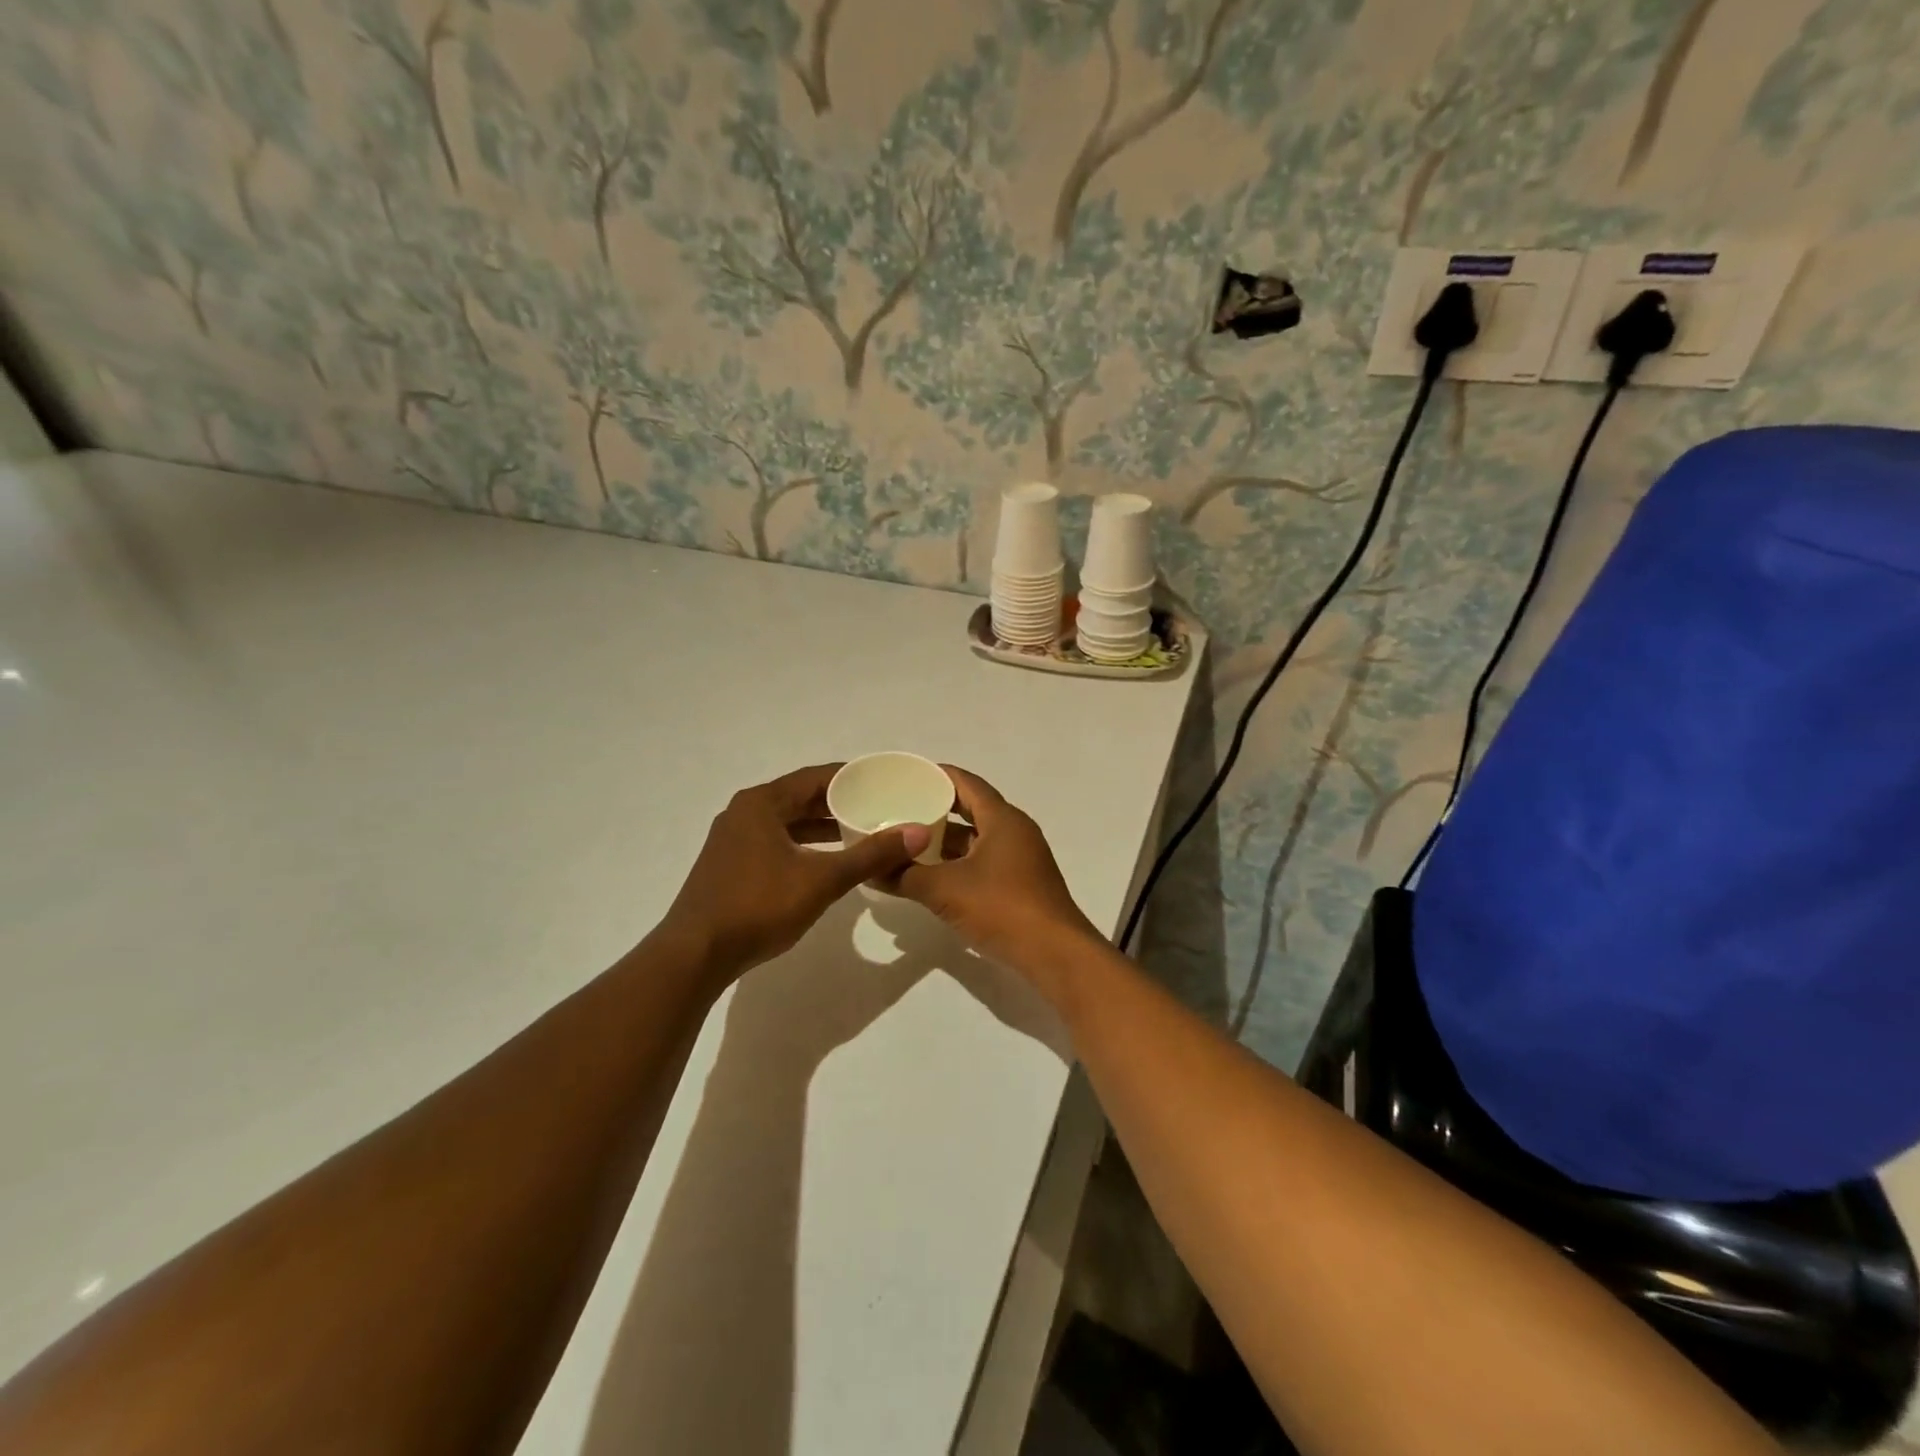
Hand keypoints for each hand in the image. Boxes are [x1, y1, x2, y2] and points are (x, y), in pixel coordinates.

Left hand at [660, 764, 929, 978]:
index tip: (884, 781)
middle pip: (800, 797)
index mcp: (762, 803)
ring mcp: (733, 840)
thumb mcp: (822, 880)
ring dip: (821, 826)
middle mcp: (744, 812)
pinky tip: (825, 861)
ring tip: (860, 832)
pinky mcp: (730, 865)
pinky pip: (776, 841)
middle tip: (879, 806)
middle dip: (839, 802)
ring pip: (787, 822)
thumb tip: (917, 833)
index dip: (852, 777)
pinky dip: (803, 845)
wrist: (695, 955)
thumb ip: (870, 855)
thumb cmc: (758, 906)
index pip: (815, 777)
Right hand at [892, 767, 1100, 979]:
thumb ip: (905, 876)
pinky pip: (982, 862)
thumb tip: (870, 871)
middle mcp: (1015, 832)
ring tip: (907, 844)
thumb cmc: (1002, 908)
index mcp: (1002, 819)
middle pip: (971, 810)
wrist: (1054, 955)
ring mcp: (1020, 859)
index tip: (906, 775)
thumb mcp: (945, 890)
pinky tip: (931, 876)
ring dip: (945, 842)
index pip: (966, 783)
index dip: (937, 775)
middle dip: (935, 810)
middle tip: (898, 810)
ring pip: (976, 840)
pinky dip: (957, 864)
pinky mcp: (1020, 885)